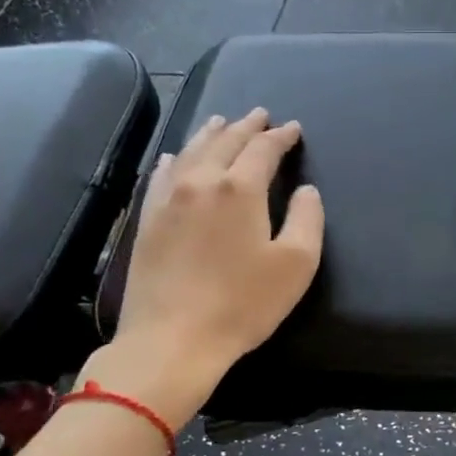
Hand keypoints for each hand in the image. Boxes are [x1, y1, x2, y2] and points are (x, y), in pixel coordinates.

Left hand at [87, 109, 323, 424]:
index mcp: (239, 189)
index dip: (280, 136)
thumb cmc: (243, 304)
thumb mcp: (296, 265)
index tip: (292, 128)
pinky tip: (177, 157)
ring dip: (212, 134)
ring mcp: (168, 198)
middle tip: (260, 115)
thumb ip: (307, 219)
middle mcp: (200, 181)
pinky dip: (177, 158)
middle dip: (246, 126)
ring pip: (191, 151)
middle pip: (225, 141)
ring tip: (222, 123)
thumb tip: (306, 190)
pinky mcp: (148, 219)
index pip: (263, 149)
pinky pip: (163, 174)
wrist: (172, 339)